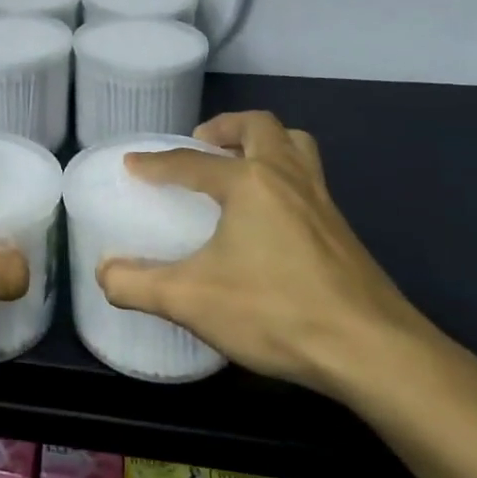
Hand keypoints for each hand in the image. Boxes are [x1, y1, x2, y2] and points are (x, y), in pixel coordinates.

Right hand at [97, 111, 435, 400]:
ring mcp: (322, 201)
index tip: (132, 164)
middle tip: (201, 147)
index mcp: (249, 182)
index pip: (191, 161)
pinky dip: (284, 176)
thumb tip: (103, 273)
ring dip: (265, 143)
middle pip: (259, 127)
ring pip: (296, 146)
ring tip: (239, 166)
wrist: (373, 351)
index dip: (156, 163)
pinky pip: (310, 179)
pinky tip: (271, 216)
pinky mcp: (343, 229)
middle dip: (225, 127)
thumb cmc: (276, 311)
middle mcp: (287, 177)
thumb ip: (138, 285)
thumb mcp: (192, 301)